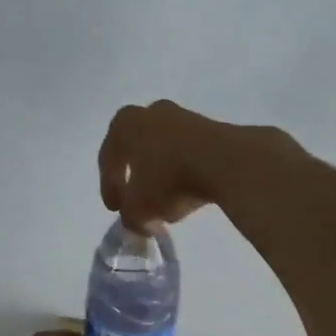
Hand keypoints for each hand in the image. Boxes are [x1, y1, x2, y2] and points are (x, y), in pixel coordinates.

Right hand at [99, 99, 268, 231]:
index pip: (109, 159)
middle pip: (137, 150)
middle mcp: (151, 113)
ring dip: (163, 175)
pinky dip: (186, 172)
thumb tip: (137, 221)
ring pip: (165, 151)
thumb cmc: (169, 179)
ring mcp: (184, 117)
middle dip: (137, 178)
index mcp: (124, 124)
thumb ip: (130, 217)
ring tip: (168, 202)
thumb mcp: (139, 209)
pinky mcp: (213, 127)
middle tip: (138, 202)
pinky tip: (190, 191)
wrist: (226, 162)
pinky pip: (189, 153)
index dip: (109, 187)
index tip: (116, 209)